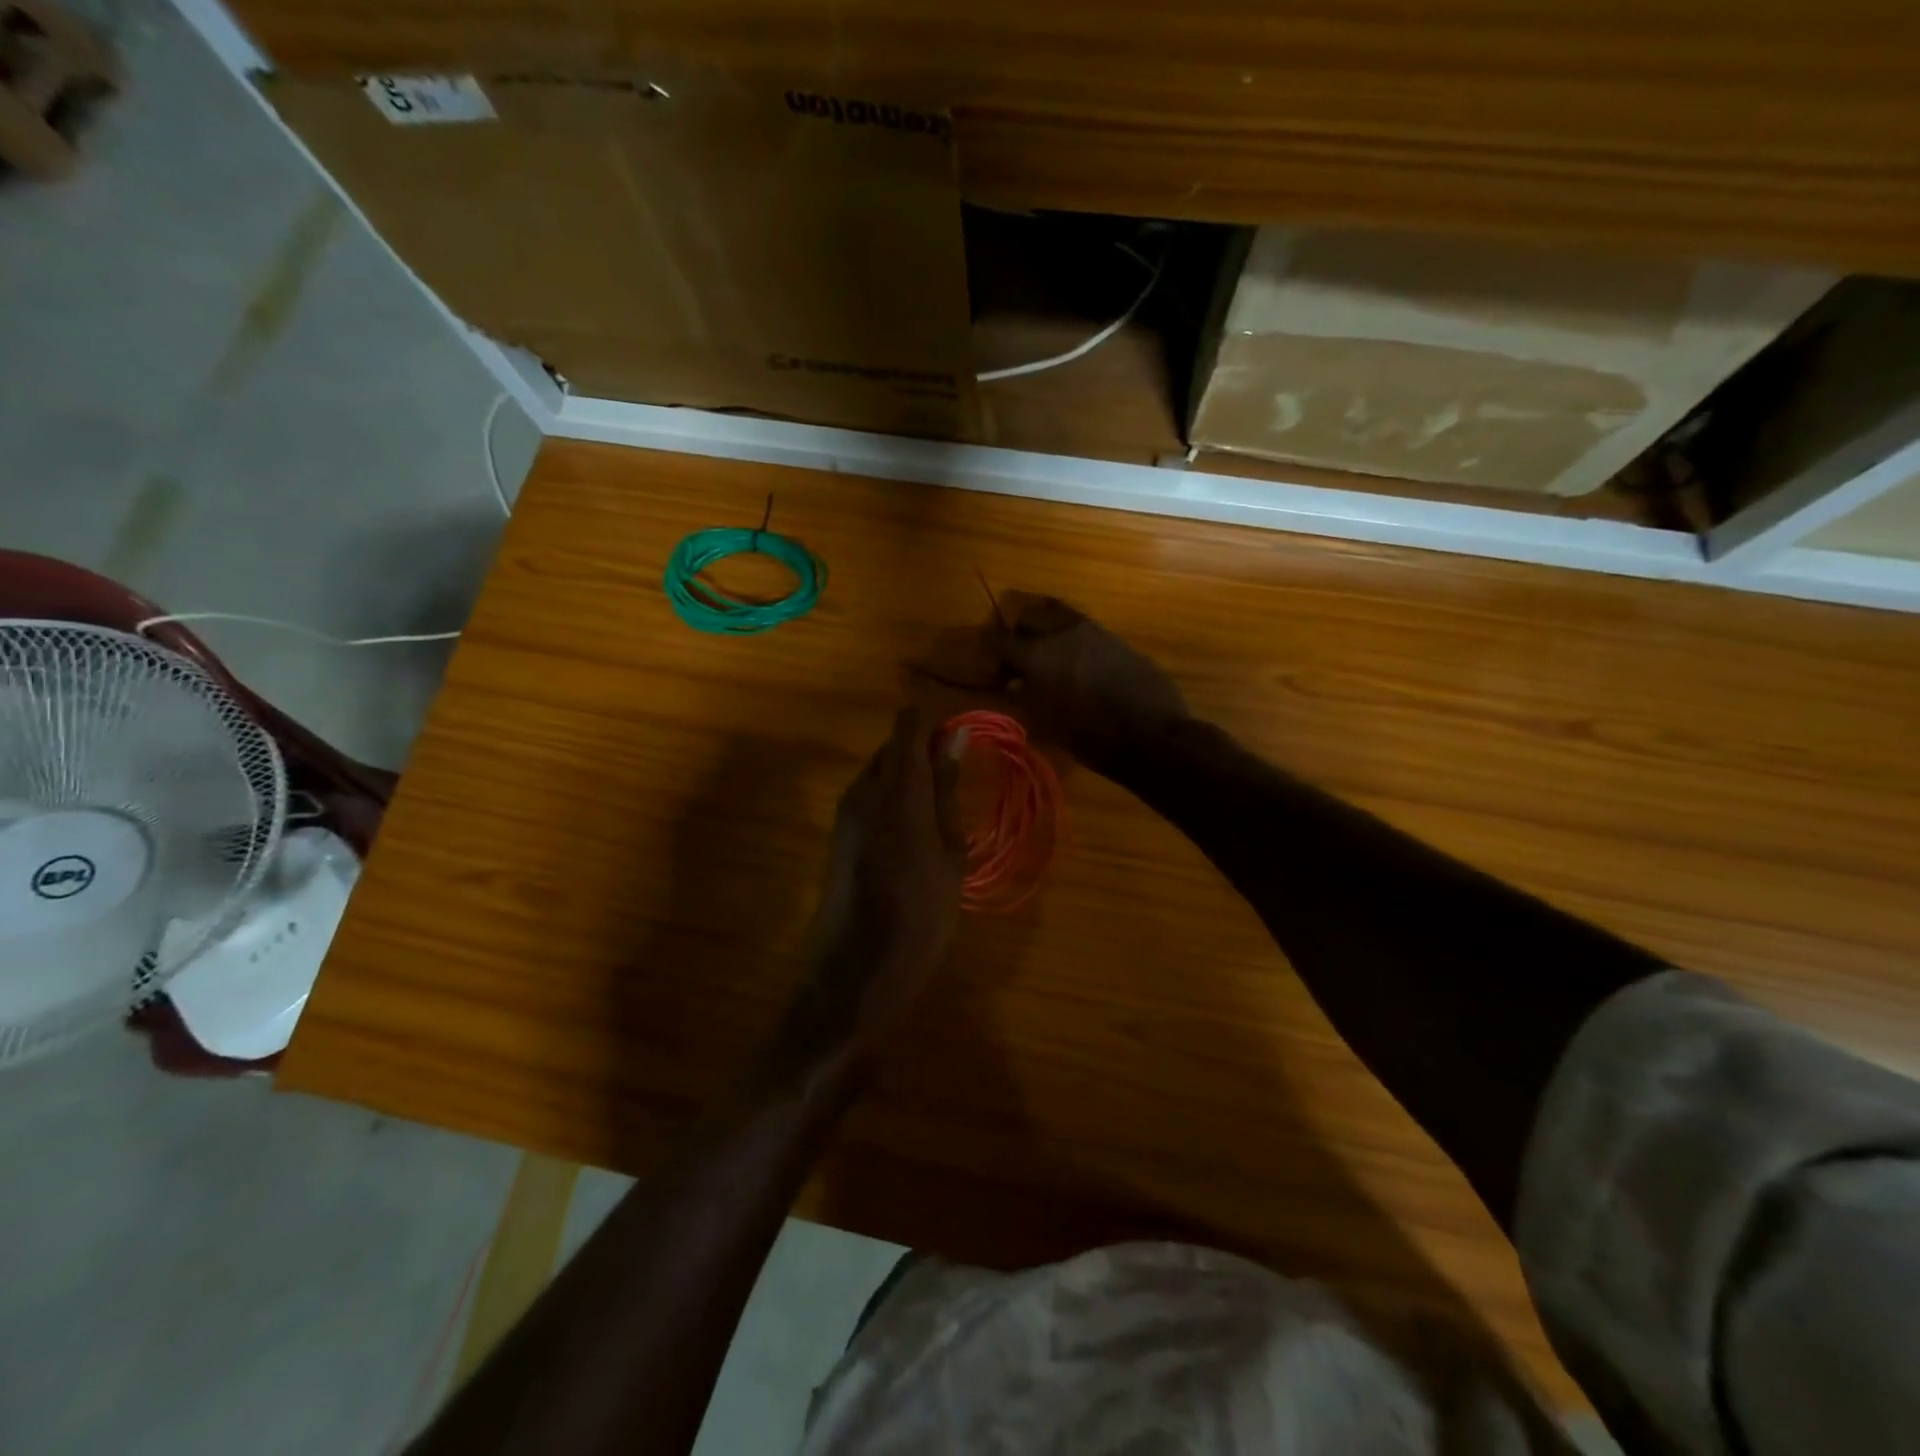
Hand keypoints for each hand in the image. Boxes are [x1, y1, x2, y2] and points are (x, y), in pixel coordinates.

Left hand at [778, 709, 964, 1068]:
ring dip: (910, 779)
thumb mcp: (949, 851)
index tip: (964, 741)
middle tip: (961, 781)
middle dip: (925, 753)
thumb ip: (947, 789)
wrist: (857, 973)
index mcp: (896, 787)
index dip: (936, 725)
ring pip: (881, 773)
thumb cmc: (920, 914)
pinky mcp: (839, 834)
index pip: (909, 724)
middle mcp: (862, 789)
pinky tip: (918, 833)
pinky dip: (895, 801)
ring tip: (944, 809)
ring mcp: (845, 812)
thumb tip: (955, 735)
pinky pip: (870, 798)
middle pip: (893, 747)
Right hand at [990, 597, 1188, 773]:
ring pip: (1059, 615)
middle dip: (1020, 631)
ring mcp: (1093, 630)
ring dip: (1048, 629)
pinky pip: (1084, 628)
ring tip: (1049, 654)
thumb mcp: (1044, 722)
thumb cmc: (1089, 735)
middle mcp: (1062, 632)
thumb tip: (1013, 682)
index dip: (990, 649)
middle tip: (1020, 655)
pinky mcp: (1116, 638)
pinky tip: (1077, 662)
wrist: (1150, 733)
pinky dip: (1072, 638)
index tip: (990, 661)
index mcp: (1037, 653)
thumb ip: (1023, 696)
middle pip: (1030, 614)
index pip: (1000, 639)